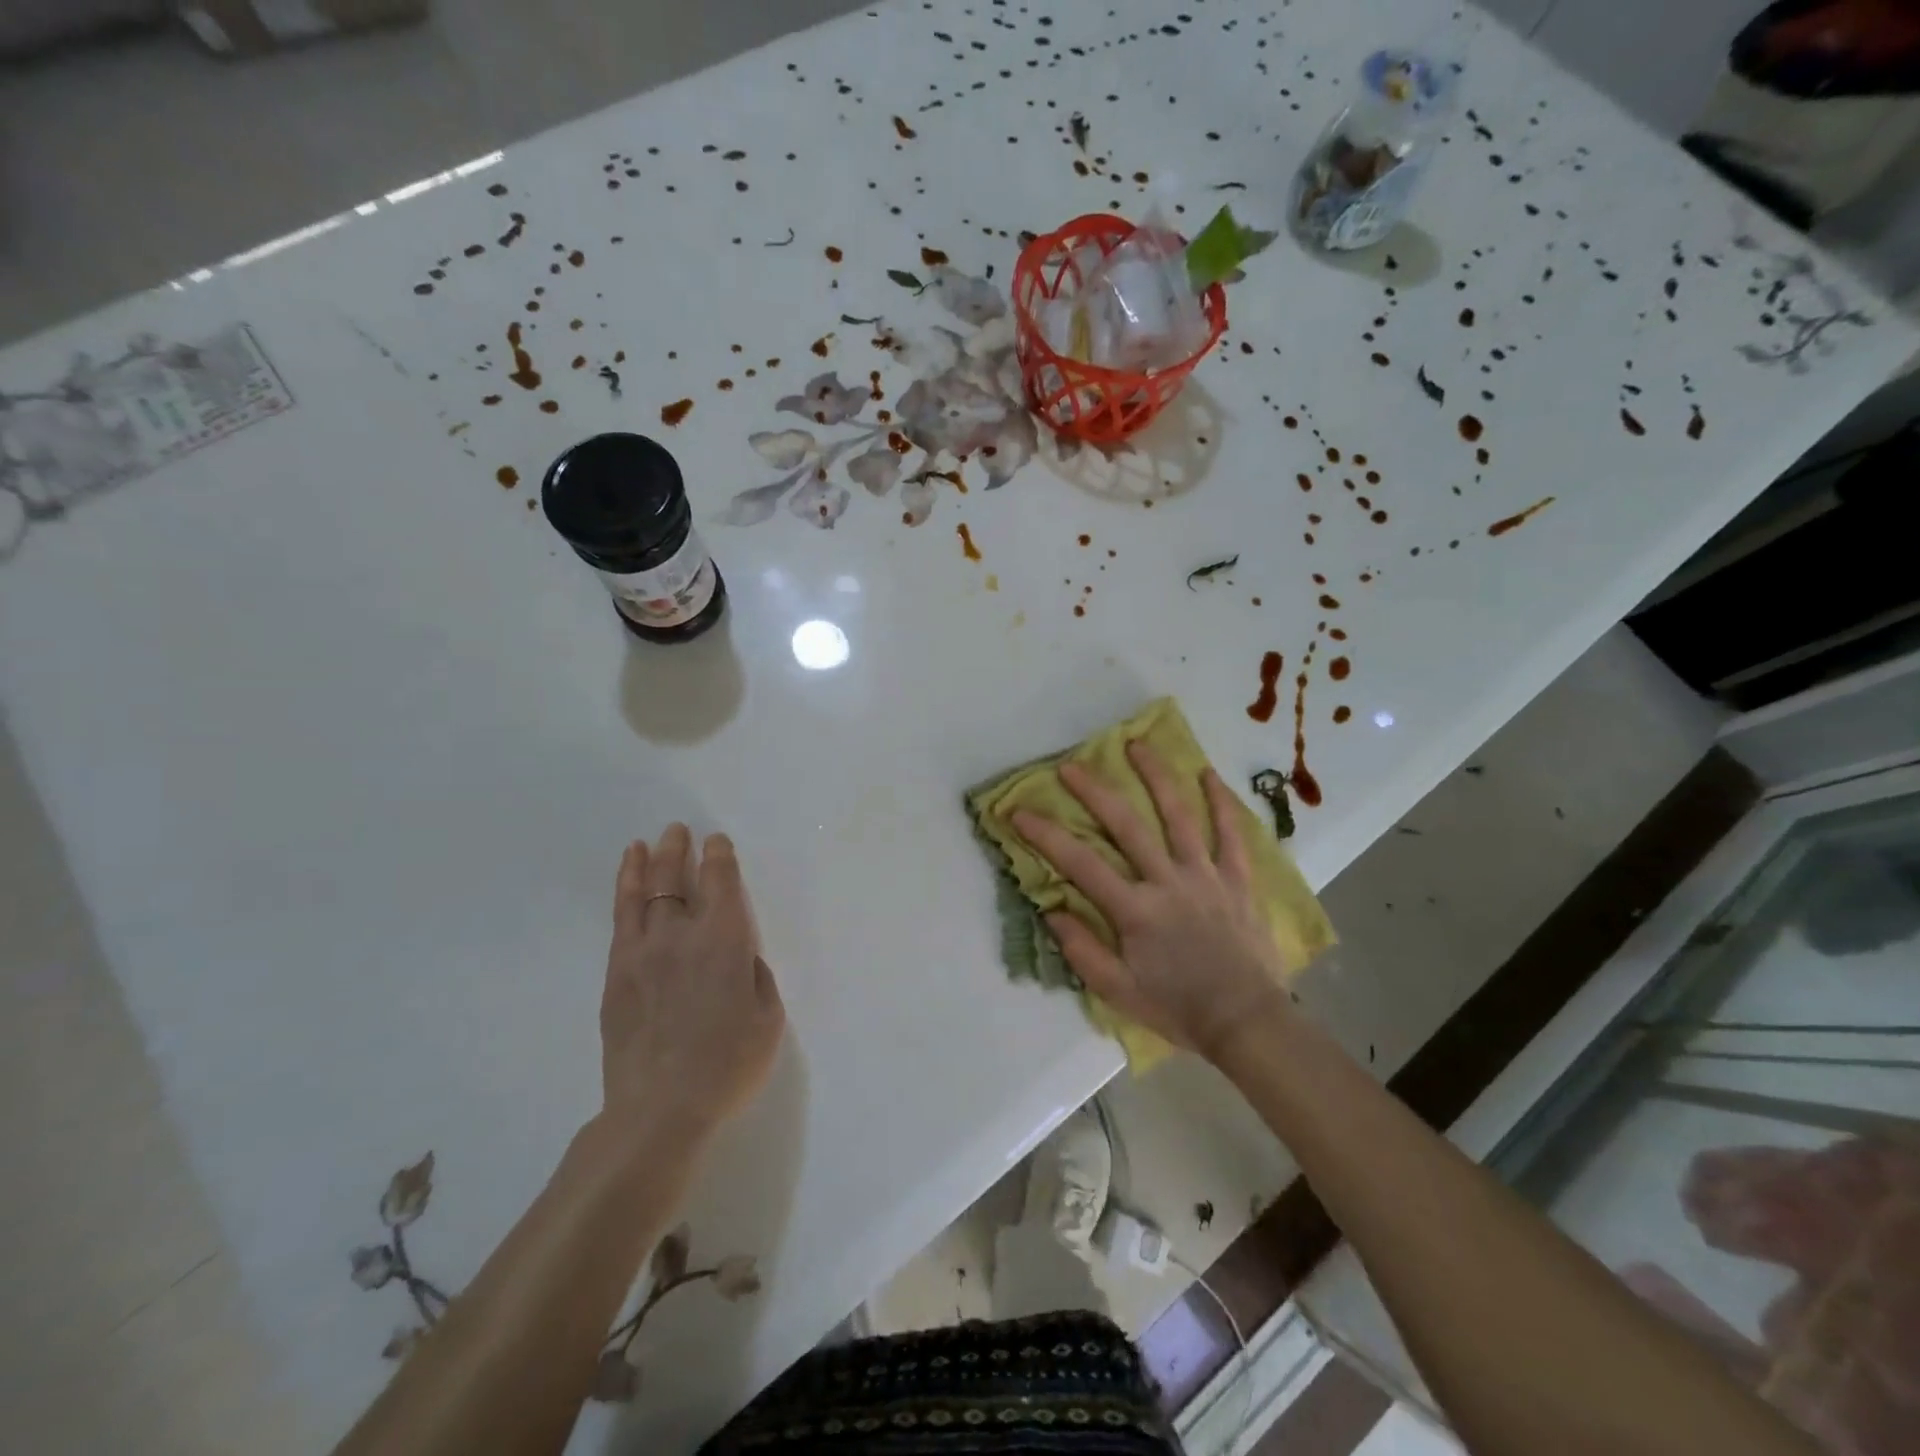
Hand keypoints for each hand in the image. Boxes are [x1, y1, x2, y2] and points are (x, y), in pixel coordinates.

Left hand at [599, 826, 785, 1137]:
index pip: (720, 882)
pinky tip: (625, 888)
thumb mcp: (767, 1019)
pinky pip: (619, 923)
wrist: (659, 1110)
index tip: (717, 842)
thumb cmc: (727, 1065)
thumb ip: (756, 977)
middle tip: (678, 831)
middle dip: (678, 850)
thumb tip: (739, 958)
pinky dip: (622, 896)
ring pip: (640, 895)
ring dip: (644, 864)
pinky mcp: (615, 975)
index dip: (719, 856)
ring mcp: (641, 953)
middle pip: (675, 878)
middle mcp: (680, 935)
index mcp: (724, 941)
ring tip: (643, 844)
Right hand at [1012, 742, 1292, 1062]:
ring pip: (1180, 816)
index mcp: (1135, 910)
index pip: (1080, 863)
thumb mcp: (1117, 991)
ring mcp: (1206, 876)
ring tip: (1138, 745)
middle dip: (1095, 792)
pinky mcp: (1237, 880)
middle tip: (1071, 766)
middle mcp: (1168, 881)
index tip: (1018, 811)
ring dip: (1157, 777)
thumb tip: (1052, 910)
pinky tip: (1209, 775)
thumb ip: (1082, 950)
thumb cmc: (1177, 1008)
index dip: (1045, 835)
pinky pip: (1232, 835)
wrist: (1246, 1021)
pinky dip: (1222, 803)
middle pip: (1127, 825)